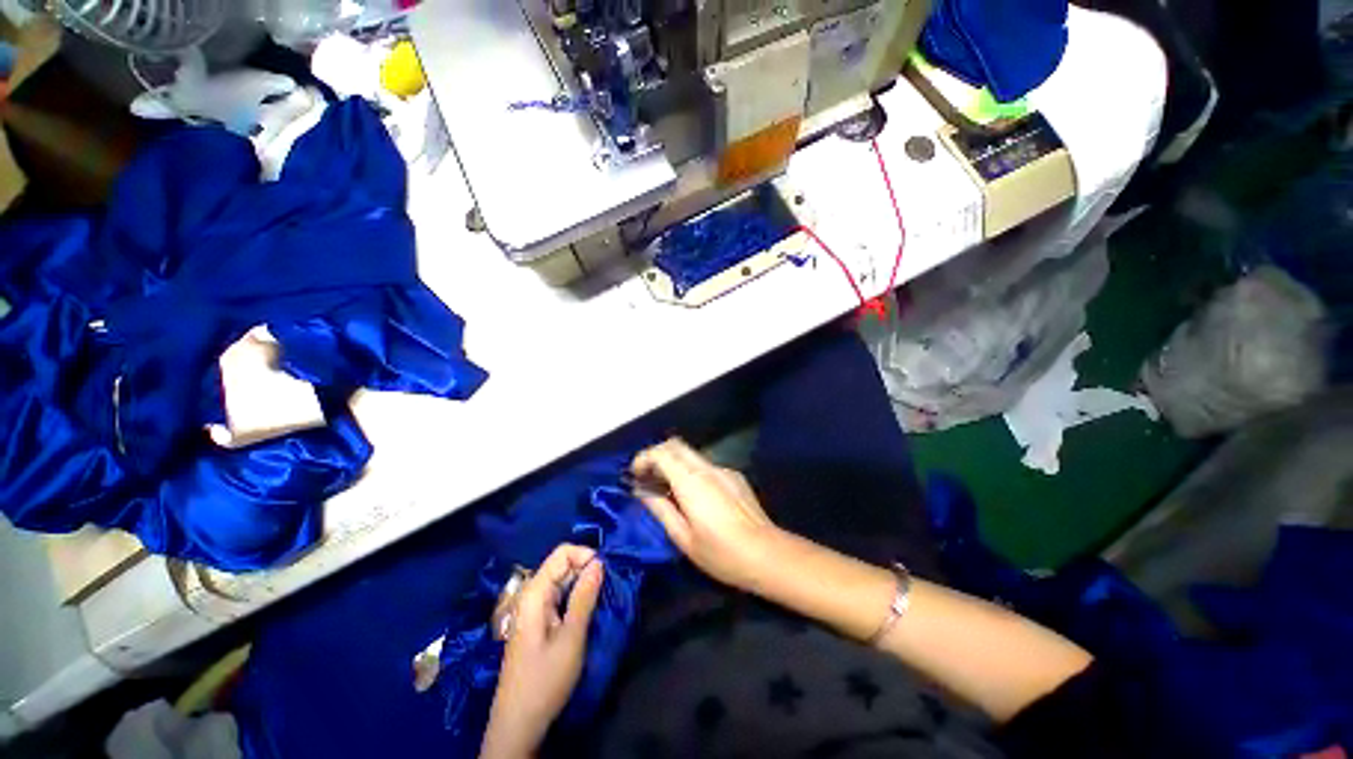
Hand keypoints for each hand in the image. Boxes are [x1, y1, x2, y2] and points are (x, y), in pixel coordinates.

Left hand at [481, 545, 603, 758]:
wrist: (518, 724)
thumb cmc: (544, 680)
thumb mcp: (571, 638)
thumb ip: (585, 597)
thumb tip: (600, 562)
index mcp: (535, 593)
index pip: (563, 553)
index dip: (586, 555)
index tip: (606, 573)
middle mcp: (532, 595)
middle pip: (563, 565)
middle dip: (588, 570)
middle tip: (608, 588)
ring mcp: (534, 609)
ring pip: (564, 581)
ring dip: (585, 585)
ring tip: (602, 599)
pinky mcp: (539, 622)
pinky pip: (561, 597)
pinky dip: (577, 598)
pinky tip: (589, 612)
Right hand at [631, 438, 782, 592]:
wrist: (768, 554)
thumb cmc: (721, 552)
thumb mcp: (683, 537)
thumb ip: (660, 509)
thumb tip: (641, 491)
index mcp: (691, 481)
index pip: (661, 452)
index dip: (643, 458)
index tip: (634, 475)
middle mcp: (707, 468)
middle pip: (676, 445)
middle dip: (656, 455)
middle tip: (647, 478)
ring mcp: (724, 470)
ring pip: (691, 455)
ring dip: (674, 464)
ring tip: (666, 490)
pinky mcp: (735, 477)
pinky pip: (706, 467)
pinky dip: (691, 472)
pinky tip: (694, 497)